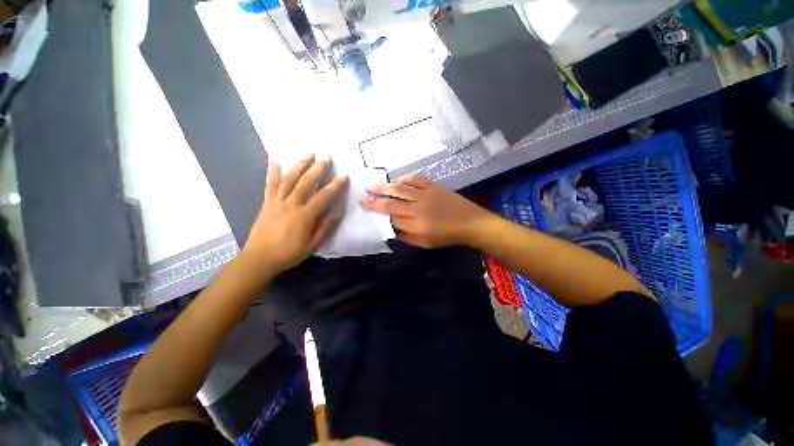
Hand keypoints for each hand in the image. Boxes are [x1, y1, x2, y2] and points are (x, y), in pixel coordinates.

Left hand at [242, 154, 347, 272]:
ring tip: (309, 153)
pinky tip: (274, 158)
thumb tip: (338, 210)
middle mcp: (290, 204)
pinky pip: (270, 184)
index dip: (335, 185)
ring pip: (289, 179)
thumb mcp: (313, 244)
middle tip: (327, 157)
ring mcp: (277, 201)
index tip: (343, 175)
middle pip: (305, 182)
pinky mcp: (267, 202)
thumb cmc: (289, 253)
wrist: (259, 258)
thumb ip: (325, 226)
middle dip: (318, 168)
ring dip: (300, 164)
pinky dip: (272, 170)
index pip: (323, 196)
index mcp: (304, 216)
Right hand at [360, 173, 491, 247]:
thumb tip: (391, 229)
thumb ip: (406, 236)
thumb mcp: (425, 243)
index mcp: (416, 225)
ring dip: (385, 186)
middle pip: (392, 202)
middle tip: (363, 195)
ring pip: (401, 188)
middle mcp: (418, 209)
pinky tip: (397, 179)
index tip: (366, 207)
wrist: (470, 222)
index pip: (391, 218)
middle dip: (375, 199)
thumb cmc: (447, 236)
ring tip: (373, 185)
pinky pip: (416, 178)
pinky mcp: (434, 186)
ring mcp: (426, 195)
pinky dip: (404, 178)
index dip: (378, 212)